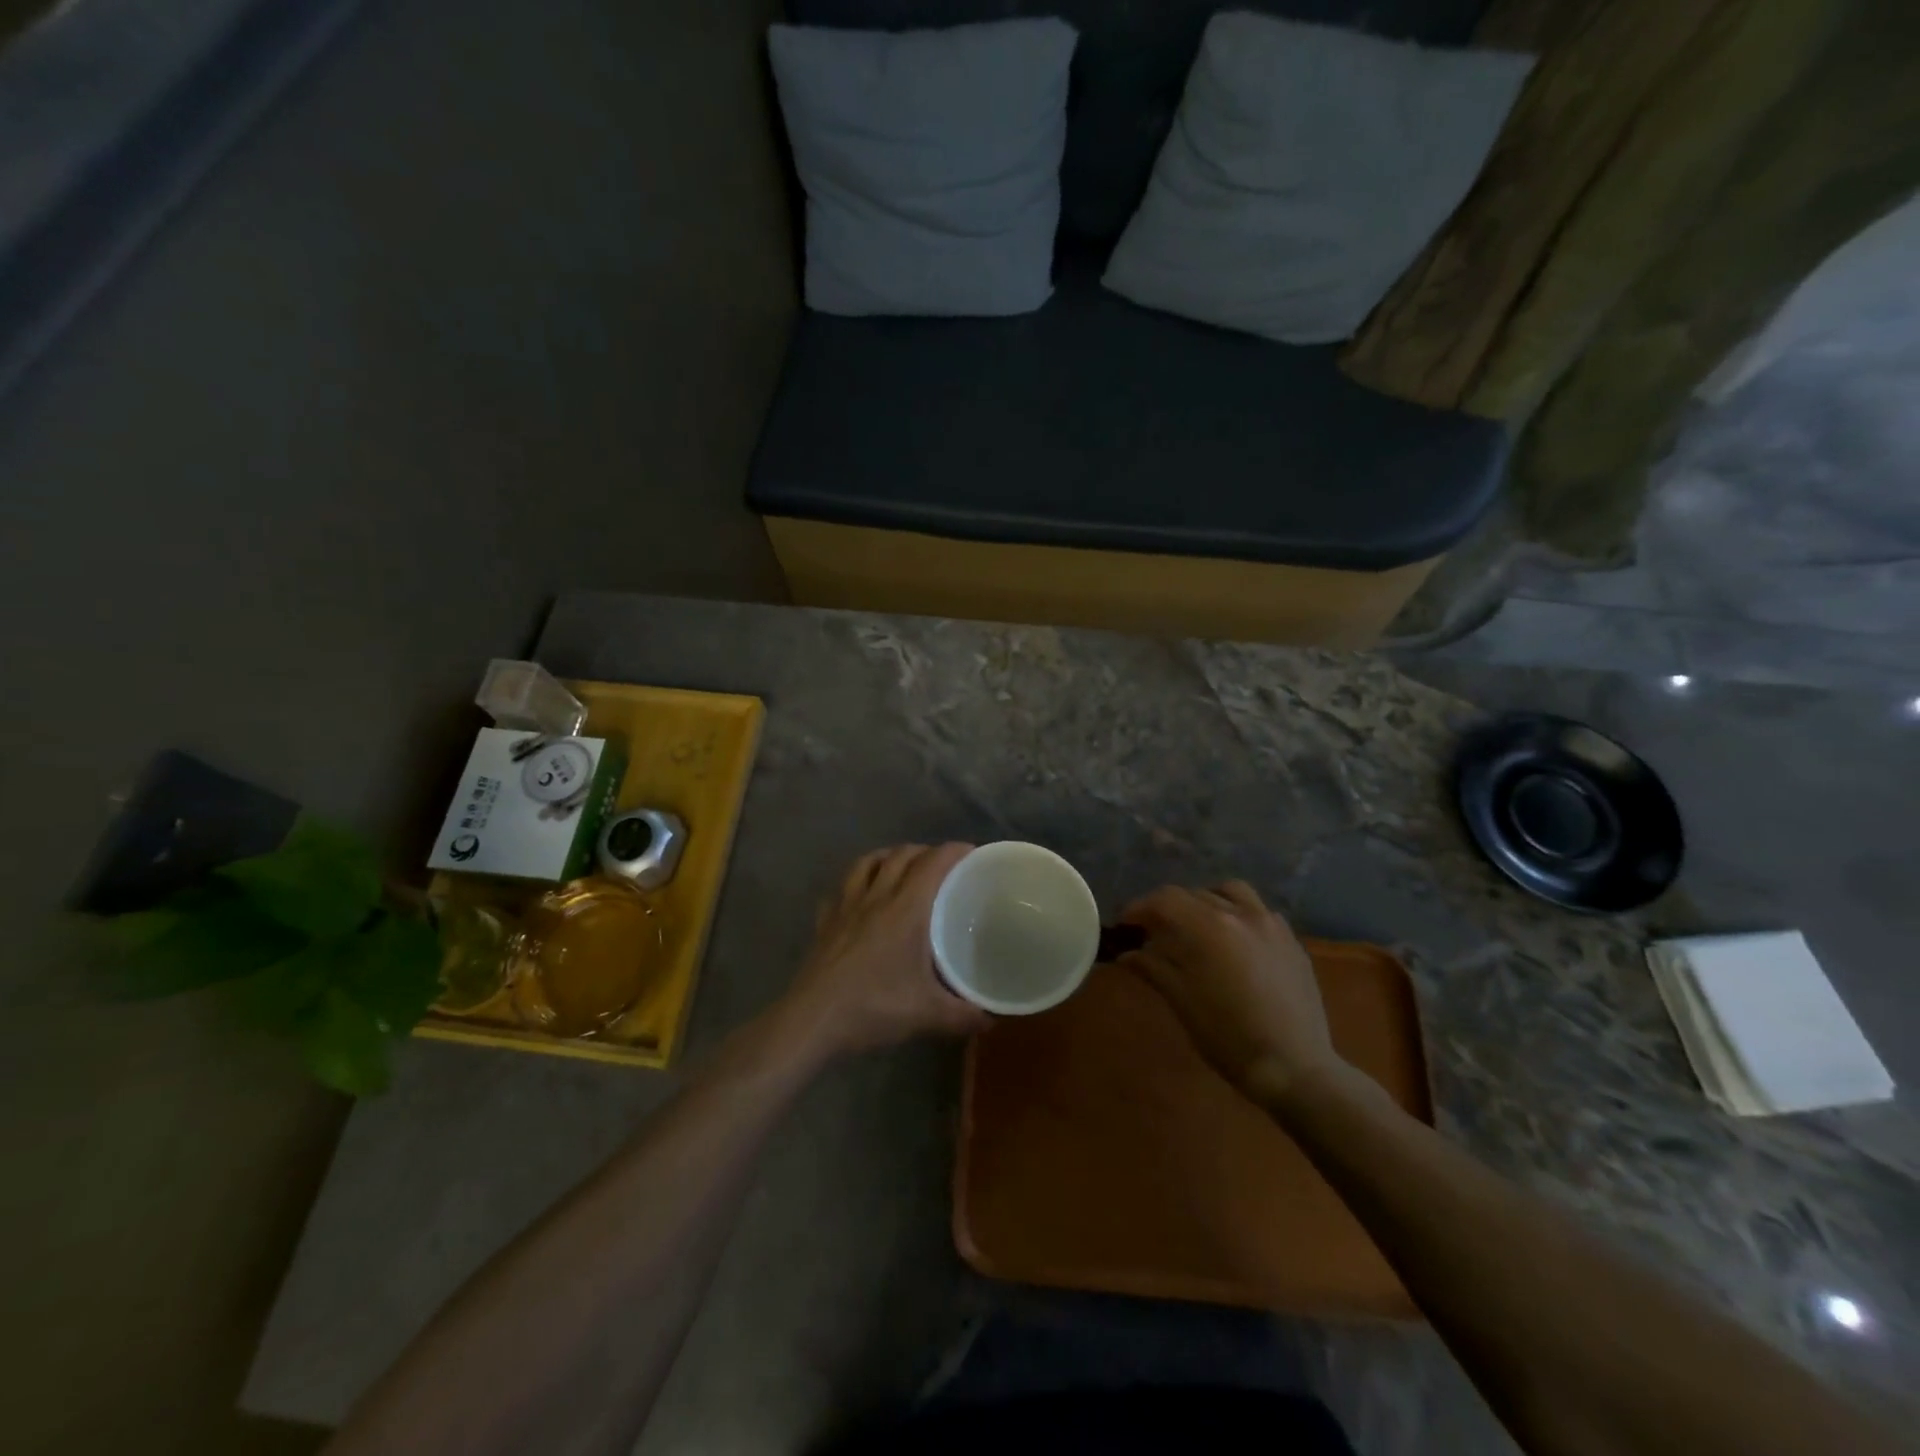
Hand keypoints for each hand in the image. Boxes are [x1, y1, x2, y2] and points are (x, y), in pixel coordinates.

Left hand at [773, 843, 988, 1062]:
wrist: (812, 1021)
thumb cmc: (873, 1007)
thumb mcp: (927, 1014)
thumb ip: (963, 1015)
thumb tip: (992, 1021)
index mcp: (904, 909)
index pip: (932, 864)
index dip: (953, 851)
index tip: (971, 852)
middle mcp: (875, 898)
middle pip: (900, 856)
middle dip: (924, 851)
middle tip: (942, 864)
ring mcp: (845, 907)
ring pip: (866, 863)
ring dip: (887, 856)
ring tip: (901, 866)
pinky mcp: (824, 923)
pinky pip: (840, 889)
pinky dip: (855, 883)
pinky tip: (859, 897)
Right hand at [1117, 881, 1344, 1103]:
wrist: (1295, 1068)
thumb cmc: (1228, 1037)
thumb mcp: (1182, 1001)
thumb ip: (1153, 968)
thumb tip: (1126, 954)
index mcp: (1209, 927)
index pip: (1165, 899)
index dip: (1140, 908)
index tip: (1125, 925)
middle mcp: (1240, 914)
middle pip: (1194, 894)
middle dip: (1168, 908)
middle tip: (1154, 931)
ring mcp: (1270, 924)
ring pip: (1230, 892)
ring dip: (1206, 901)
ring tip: (1197, 925)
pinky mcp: (1292, 941)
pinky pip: (1259, 911)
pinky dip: (1238, 914)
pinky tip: (1234, 941)